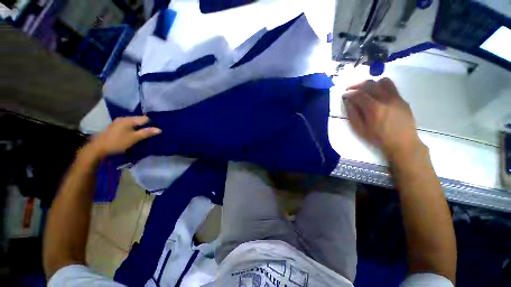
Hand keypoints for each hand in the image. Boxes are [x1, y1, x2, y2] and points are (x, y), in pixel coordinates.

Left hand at [85, 116, 160, 158]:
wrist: (97, 148)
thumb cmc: (117, 142)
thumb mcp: (134, 138)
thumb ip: (147, 133)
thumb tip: (159, 129)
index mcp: (128, 120)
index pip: (145, 118)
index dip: (152, 124)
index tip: (156, 130)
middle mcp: (123, 118)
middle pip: (139, 120)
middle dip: (146, 126)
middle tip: (151, 133)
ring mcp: (118, 122)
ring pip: (133, 123)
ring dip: (139, 128)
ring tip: (144, 135)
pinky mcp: (115, 127)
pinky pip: (128, 126)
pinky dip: (133, 129)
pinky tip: (134, 135)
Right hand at [342, 78, 422, 161]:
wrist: (403, 144)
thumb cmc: (378, 138)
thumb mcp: (360, 129)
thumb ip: (352, 114)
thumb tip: (348, 102)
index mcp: (373, 108)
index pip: (358, 94)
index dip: (348, 93)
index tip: (343, 95)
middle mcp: (386, 99)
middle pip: (369, 84)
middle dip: (356, 85)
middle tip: (350, 90)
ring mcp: (396, 98)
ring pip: (382, 81)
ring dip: (371, 83)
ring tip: (365, 90)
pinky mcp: (402, 99)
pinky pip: (391, 87)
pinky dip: (381, 87)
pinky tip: (376, 95)